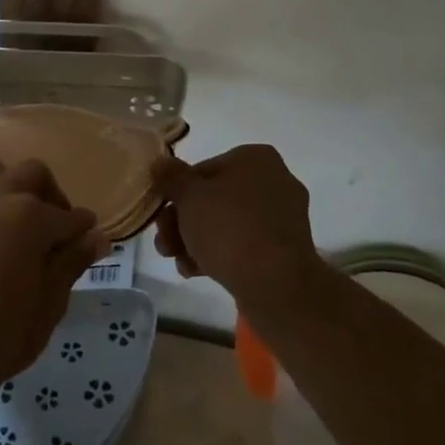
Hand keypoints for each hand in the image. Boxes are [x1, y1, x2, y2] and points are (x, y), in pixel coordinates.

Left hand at [0, 159, 105, 404]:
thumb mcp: (48, 305)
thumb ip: (72, 263)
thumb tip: (97, 236)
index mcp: (30, 217)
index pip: (69, 216)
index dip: (84, 229)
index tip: (91, 240)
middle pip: (34, 175)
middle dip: (52, 196)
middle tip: (57, 231)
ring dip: (14, 186)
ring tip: (20, 220)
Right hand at [151, 145, 323, 311]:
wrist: (276, 285)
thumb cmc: (229, 228)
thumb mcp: (189, 197)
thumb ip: (171, 177)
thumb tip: (160, 162)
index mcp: (256, 158)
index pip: (204, 168)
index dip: (177, 191)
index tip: (161, 212)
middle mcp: (274, 182)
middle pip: (215, 198)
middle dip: (183, 220)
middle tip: (163, 241)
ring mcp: (283, 218)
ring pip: (227, 223)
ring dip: (196, 239)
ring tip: (175, 259)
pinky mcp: (284, 251)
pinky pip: (244, 246)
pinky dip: (219, 254)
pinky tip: (194, 271)